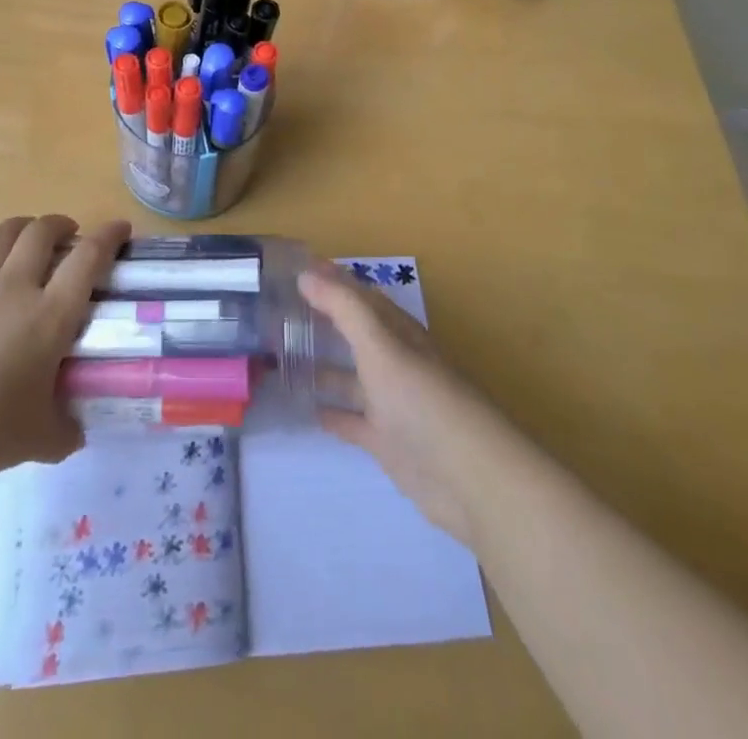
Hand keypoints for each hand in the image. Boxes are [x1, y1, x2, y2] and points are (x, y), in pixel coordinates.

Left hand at [0, 216, 127, 490]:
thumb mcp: (41, 441)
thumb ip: (66, 430)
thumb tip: (77, 430)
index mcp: (49, 317)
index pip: (88, 260)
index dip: (109, 236)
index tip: (120, 227)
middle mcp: (15, 287)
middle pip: (43, 232)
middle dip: (61, 224)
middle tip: (69, 235)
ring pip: (4, 232)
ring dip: (23, 225)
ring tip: (29, 233)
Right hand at [299, 264, 504, 545]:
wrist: (469, 478)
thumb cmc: (422, 400)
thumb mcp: (381, 346)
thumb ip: (343, 308)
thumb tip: (305, 273)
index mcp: (397, 333)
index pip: (360, 296)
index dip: (331, 280)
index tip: (294, 269)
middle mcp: (394, 362)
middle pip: (354, 334)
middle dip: (322, 321)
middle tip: (278, 312)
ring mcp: (391, 403)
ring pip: (350, 377)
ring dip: (321, 366)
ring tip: (280, 358)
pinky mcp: (387, 441)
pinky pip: (352, 420)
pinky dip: (332, 412)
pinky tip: (306, 408)